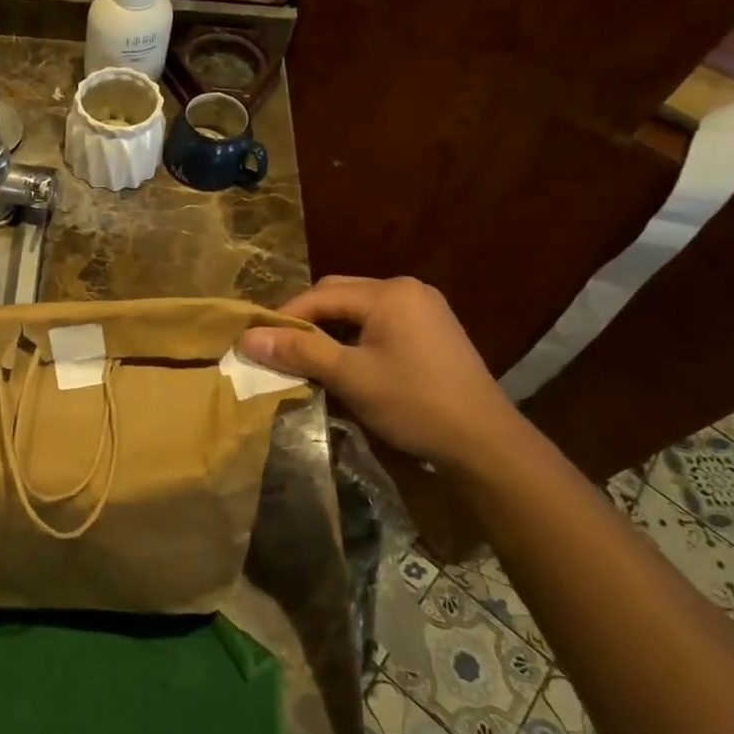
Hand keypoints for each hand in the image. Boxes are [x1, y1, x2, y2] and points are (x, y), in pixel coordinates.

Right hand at [239, 276, 527, 470]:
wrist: (486, 443)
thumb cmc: (414, 403)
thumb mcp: (349, 376)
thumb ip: (299, 351)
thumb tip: (247, 338)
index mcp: (389, 292)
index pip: (319, 296)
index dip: (284, 318)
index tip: (257, 343)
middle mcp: (407, 289)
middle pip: (339, 296)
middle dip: (307, 322)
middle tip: (281, 351)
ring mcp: (424, 309)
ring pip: (358, 311)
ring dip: (330, 332)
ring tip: (309, 360)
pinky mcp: (433, 331)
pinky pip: (380, 324)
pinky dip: (355, 339)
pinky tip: (346, 365)